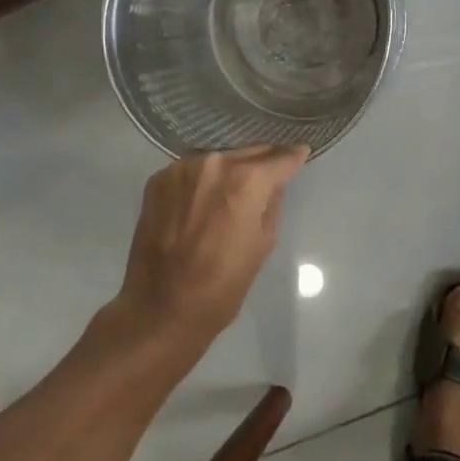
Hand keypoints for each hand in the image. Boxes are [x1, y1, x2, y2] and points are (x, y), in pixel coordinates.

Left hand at [113, 145, 309, 353]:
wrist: (160, 308)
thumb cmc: (222, 285)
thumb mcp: (263, 243)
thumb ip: (272, 201)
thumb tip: (275, 181)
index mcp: (246, 180)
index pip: (279, 158)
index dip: (293, 156)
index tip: (301, 152)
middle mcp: (214, 163)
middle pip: (247, 152)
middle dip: (261, 162)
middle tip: (269, 172)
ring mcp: (182, 168)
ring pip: (217, 159)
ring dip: (228, 170)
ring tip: (231, 191)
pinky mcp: (158, 179)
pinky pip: (191, 170)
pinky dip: (201, 180)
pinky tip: (200, 201)